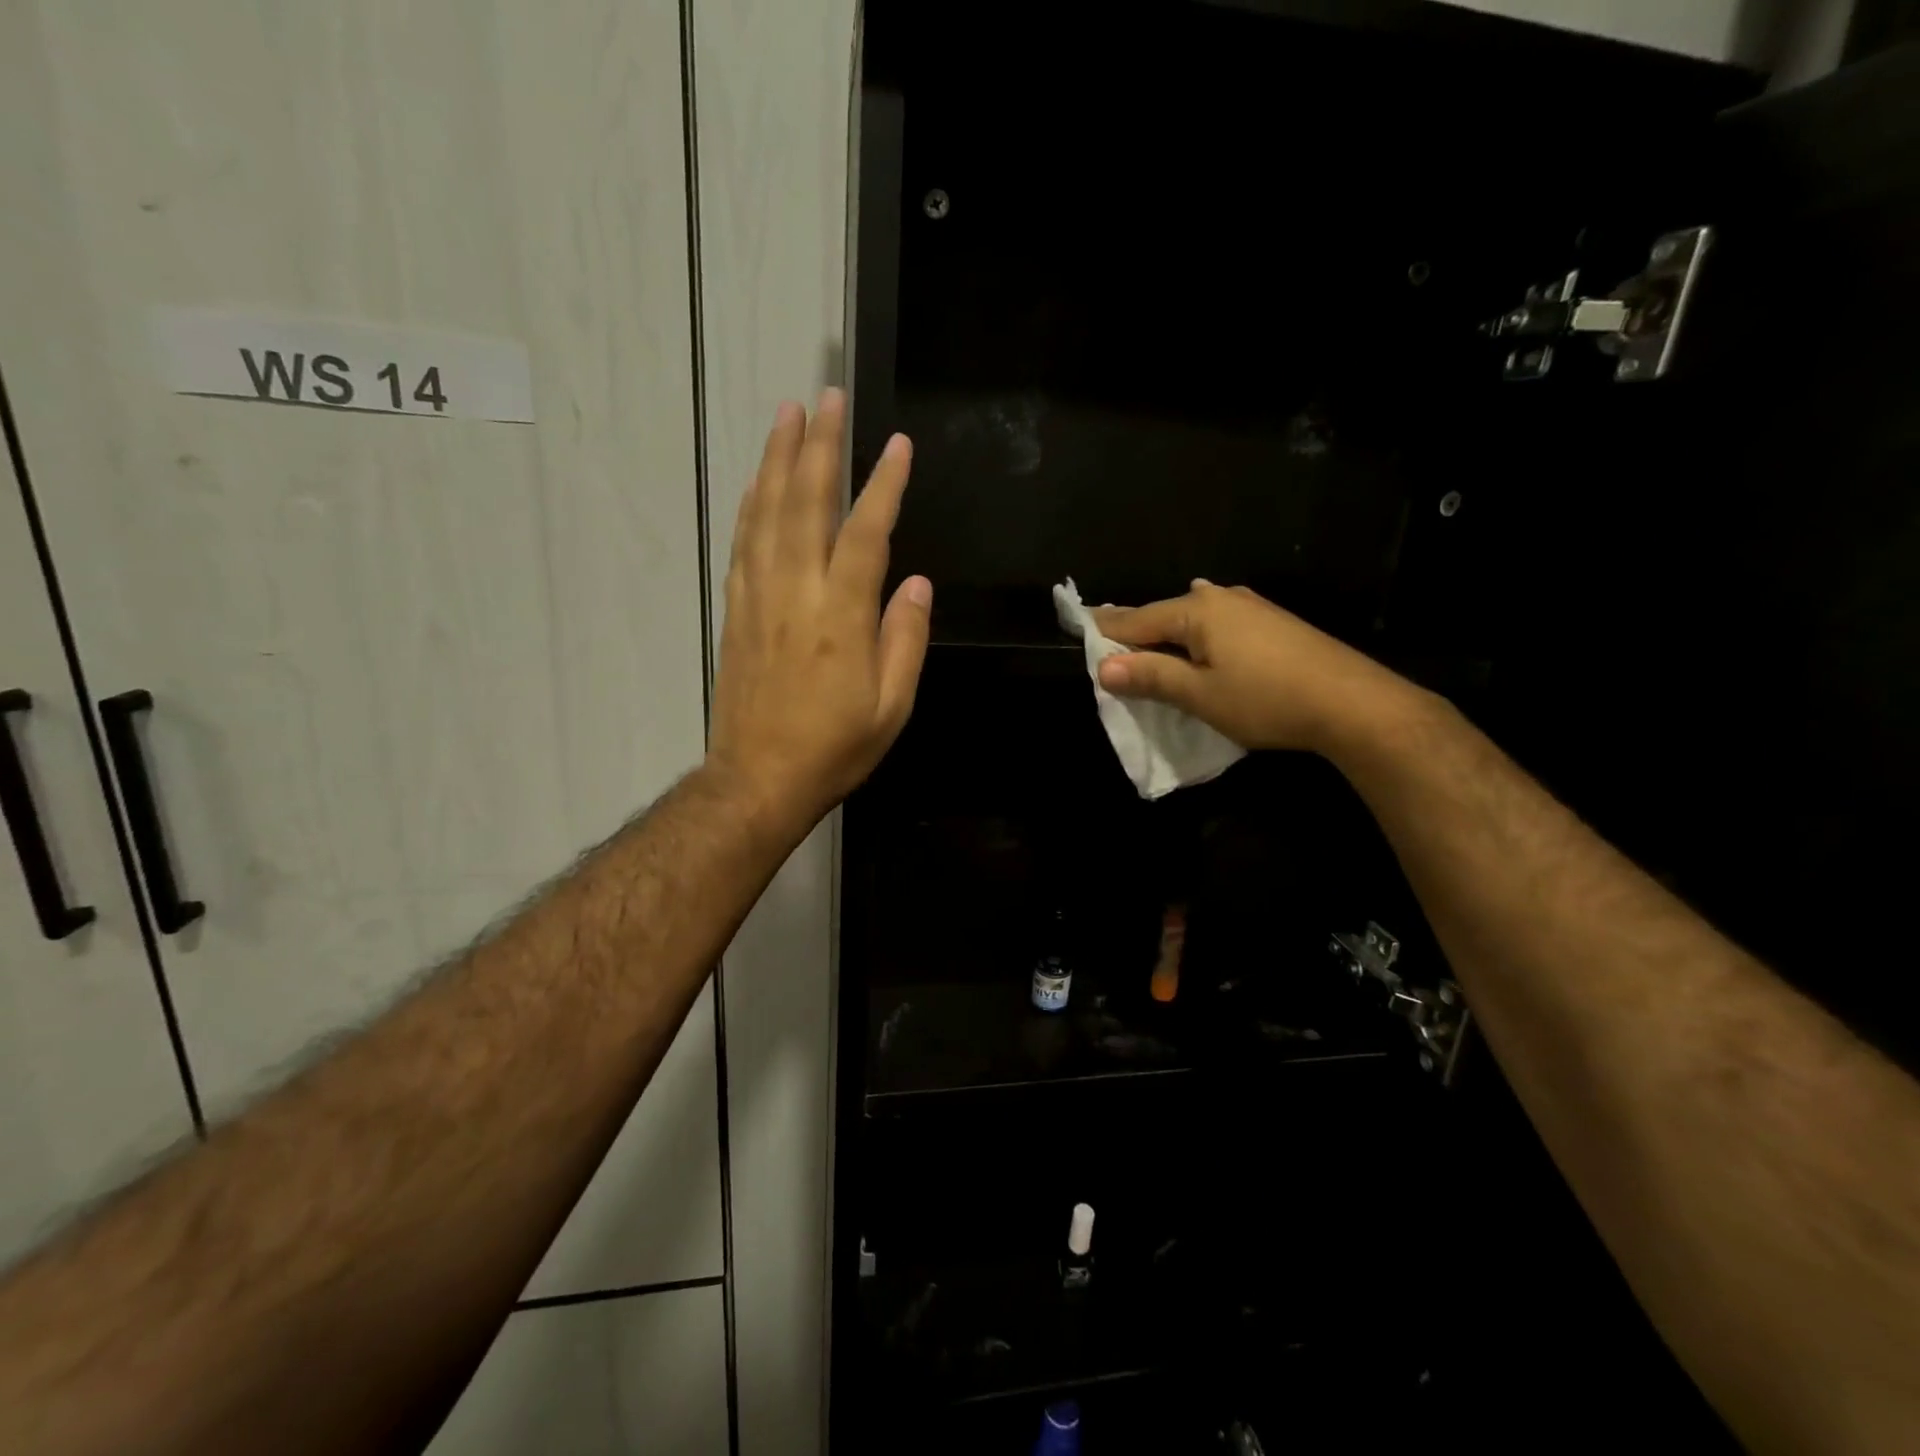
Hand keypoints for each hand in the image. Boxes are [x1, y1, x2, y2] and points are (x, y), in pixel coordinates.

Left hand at [707, 389, 931, 834]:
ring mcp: (759, 598)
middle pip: (806, 504)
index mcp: (841, 617)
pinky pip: (743, 543)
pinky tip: (757, 483)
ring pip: (766, 514)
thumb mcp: (892, 705)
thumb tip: (915, 582)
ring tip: (787, 415)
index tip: (897, 445)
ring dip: (778, 460)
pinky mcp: (735, 611)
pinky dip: (751, 505)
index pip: (865, 533)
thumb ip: (905, 638)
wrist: (759, 779)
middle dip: (819, 447)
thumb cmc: (835, 747)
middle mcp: (796, 593)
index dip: (883, 486)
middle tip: (826, 397)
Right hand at [1093, 581, 1415, 754]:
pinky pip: (1216, 625)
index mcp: (1196, 610)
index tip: (1078, 625)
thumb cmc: (1266, 699)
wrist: (1352, 703)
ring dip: (1168, 634)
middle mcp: (1220, 598)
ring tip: (1147, 647)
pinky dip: (1195, 637)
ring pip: (1192, 618)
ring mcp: (1251, 607)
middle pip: (1164, 614)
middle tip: (1108, 644)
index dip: (1105, 630)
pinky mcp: (1272, 623)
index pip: (1135, 619)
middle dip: (1136, 630)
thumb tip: (1103, 666)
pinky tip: (1197, 644)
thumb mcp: (1199, 694)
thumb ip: (1150, 677)